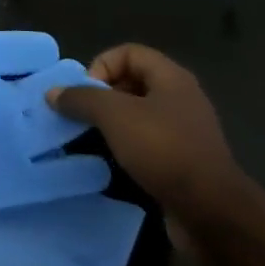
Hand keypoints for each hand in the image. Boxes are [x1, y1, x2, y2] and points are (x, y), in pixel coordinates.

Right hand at [46, 45, 251, 236]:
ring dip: (114, 124)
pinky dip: (128, 147)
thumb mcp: (115, 116)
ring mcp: (185, 131)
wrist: (211, 212)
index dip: (102, 65)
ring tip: (94, 140)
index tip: (85, 94)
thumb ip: (82, 99)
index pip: (128, 52)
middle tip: (85, 117)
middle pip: (133, 81)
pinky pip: (149, 142)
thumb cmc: (163, 149)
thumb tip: (53, 92)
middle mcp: (181, 98)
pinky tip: (115, 163)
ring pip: (140, 114)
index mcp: (171, 77)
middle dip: (104, 95)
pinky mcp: (184, 161)